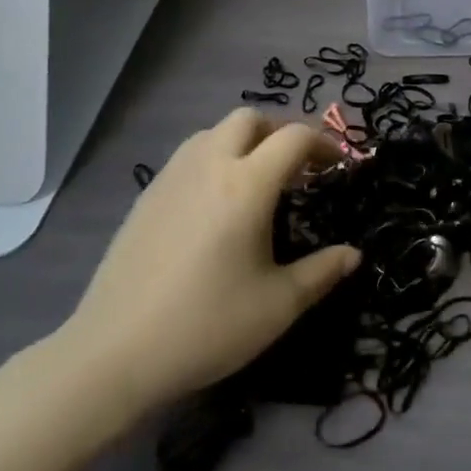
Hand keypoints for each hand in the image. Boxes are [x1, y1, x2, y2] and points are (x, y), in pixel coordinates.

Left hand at [55, 109, 359, 412]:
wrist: (116, 352)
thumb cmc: (207, 325)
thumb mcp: (278, 305)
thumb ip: (322, 272)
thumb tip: (354, 254)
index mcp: (247, 185)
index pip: (294, 138)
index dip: (323, 143)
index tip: (337, 165)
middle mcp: (210, 165)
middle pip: (249, 118)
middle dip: (280, 131)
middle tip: (296, 167)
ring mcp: (172, 176)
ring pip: (214, 131)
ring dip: (243, 141)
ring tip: (256, 180)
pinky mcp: (147, 194)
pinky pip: (188, 154)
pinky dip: (213, 158)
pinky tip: (214, 203)